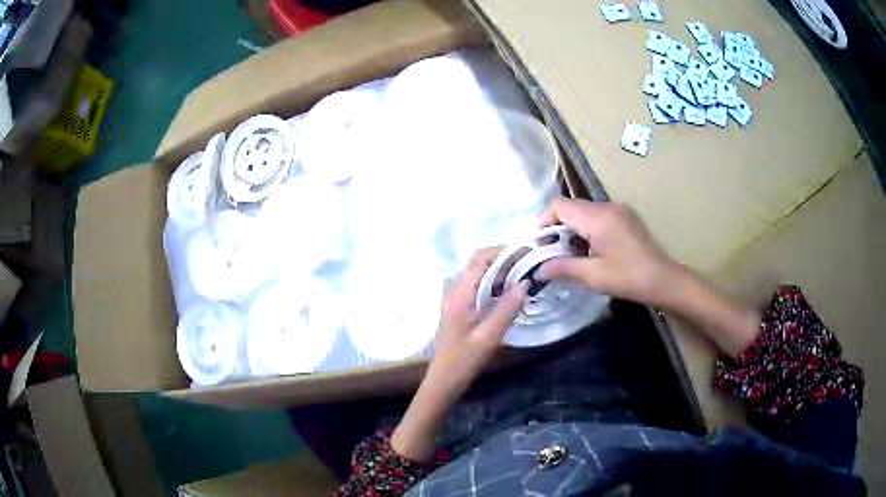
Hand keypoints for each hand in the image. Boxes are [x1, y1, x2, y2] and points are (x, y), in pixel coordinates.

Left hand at [431, 247, 528, 389]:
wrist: (444, 380)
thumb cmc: (464, 360)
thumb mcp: (489, 337)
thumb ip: (506, 309)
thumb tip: (525, 282)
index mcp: (459, 293)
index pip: (480, 258)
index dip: (503, 252)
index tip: (527, 257)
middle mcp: (456, 290)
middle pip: (480, 263)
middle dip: (505, 262)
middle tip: (530, 269)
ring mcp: (457, 299)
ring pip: (481, 275)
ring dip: (502, 274)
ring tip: (525, 280)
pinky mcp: (461, 308)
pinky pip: (480, 288)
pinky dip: (496, 286)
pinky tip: (511, 296)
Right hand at [538, 198, 679, 307]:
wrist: (664, 279)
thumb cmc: (629, 278)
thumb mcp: (593, 276)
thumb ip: (563, 267)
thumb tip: (538, 270)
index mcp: (598, 218)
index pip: (559, 205)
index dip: (544, 221)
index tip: (540, 244)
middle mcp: (607, 206)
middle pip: (570, 206)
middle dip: (557, 227)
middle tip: (552, 253)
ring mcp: (618, 209)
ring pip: (583, 211)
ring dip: (572, 228)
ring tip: (570, 254)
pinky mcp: (625, 216)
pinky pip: (597, 215)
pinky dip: (586, 229)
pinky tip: (590, 250)